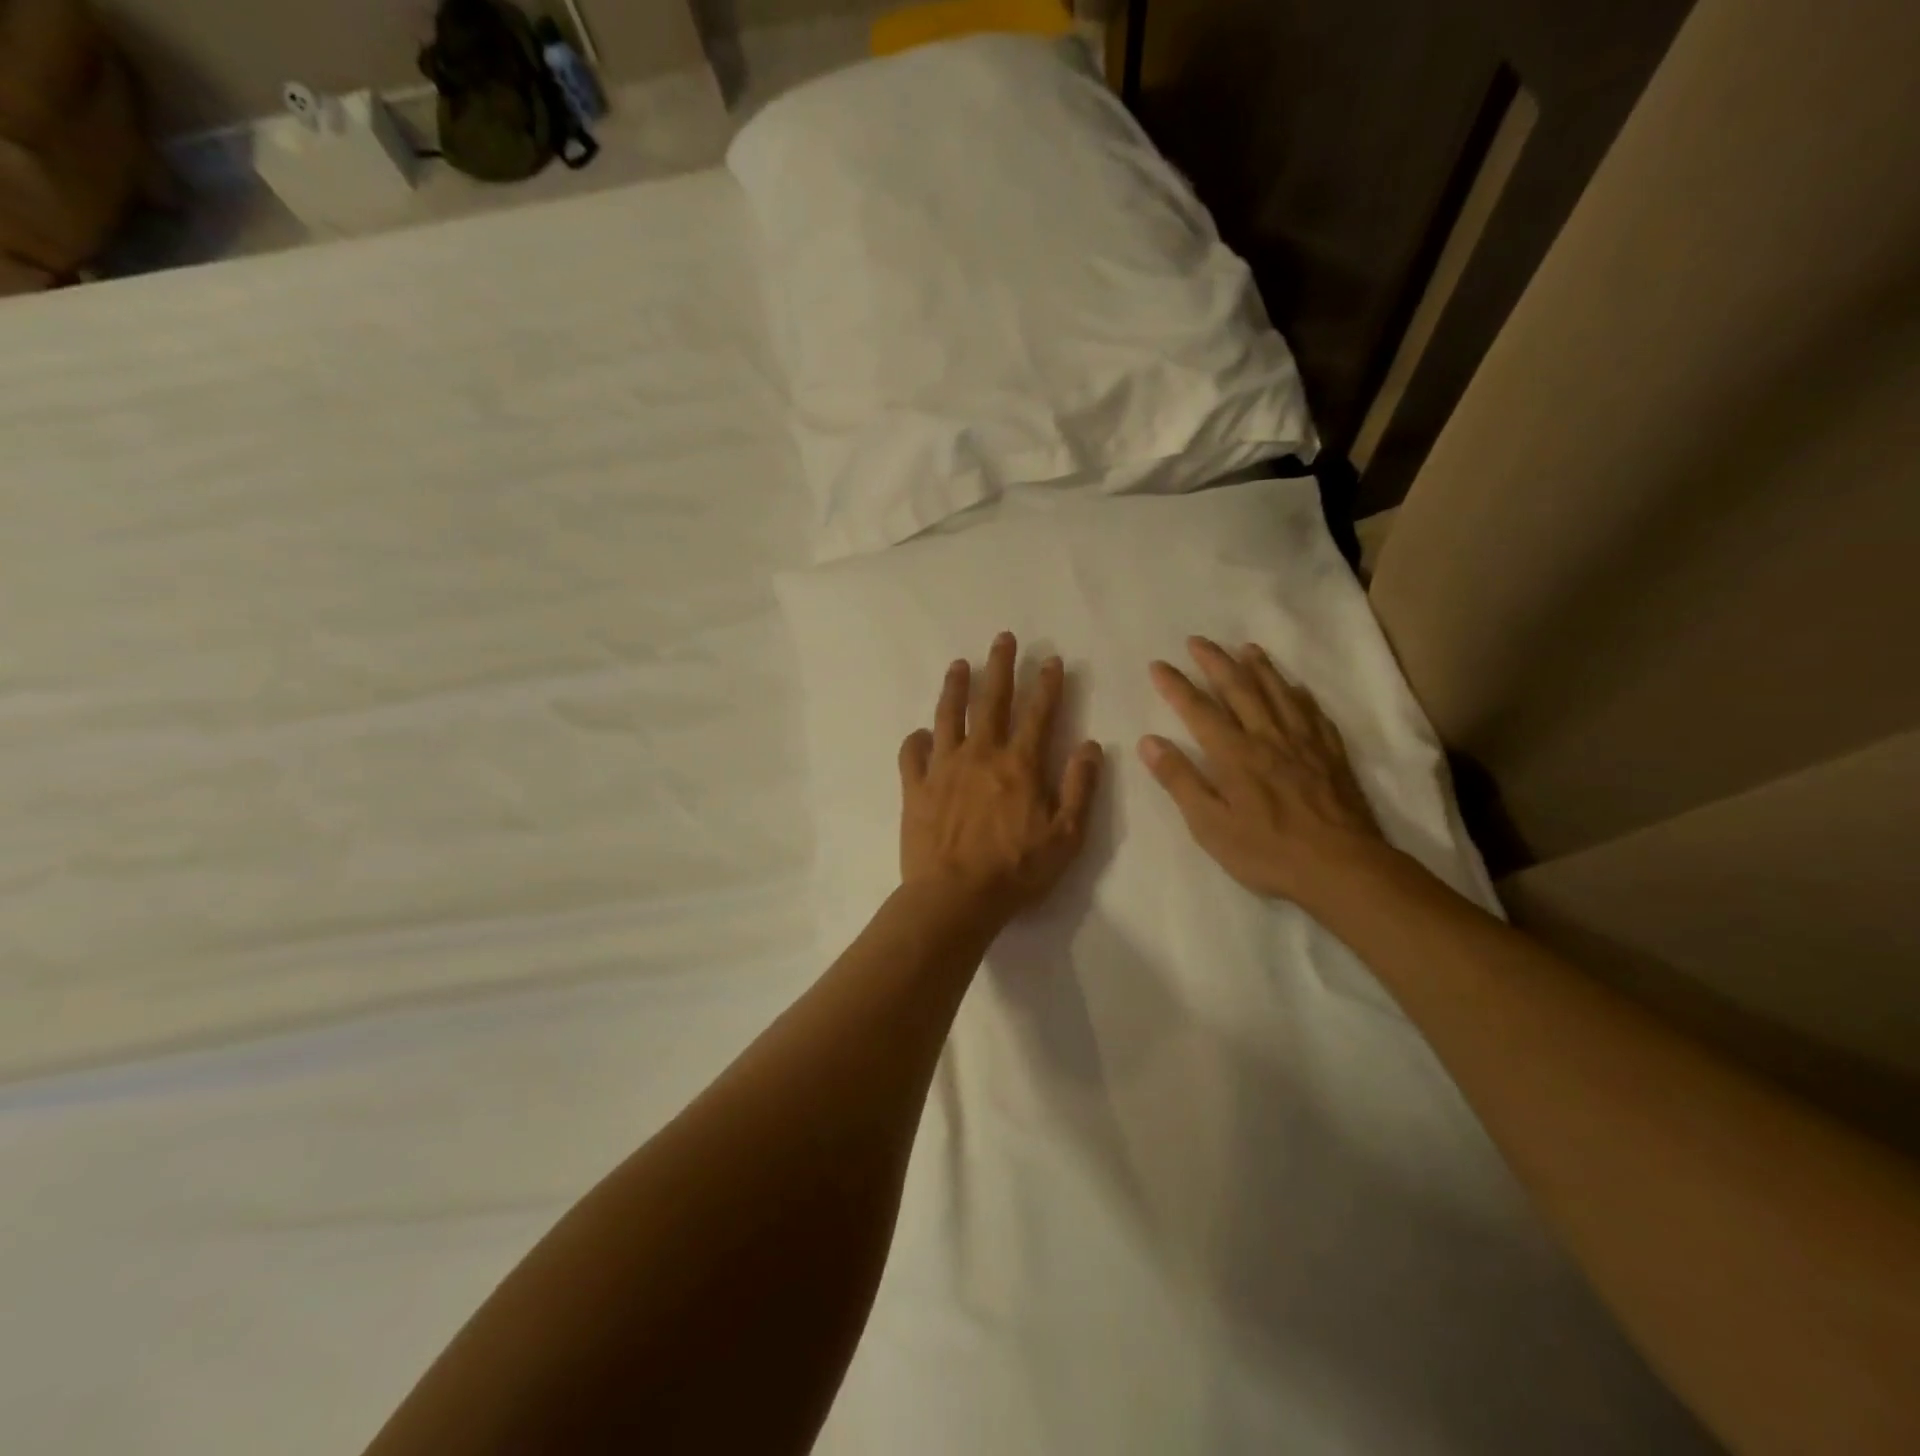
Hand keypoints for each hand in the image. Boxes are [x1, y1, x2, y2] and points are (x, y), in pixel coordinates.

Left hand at [900, 632, 1102, 925]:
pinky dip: (916, 740)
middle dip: (1001, 666)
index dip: (1047, 684)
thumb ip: (1080, 788)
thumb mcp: (1066, 837)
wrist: (955, 898)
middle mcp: (980, 755)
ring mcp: (943, 769)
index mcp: (1019, 765)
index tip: (1051, 659)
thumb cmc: (1016, 871)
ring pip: (948, 716)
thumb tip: (1090, 745)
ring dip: (955, 687)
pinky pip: (911, 755)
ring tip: (959, 664)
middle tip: (1003, 638)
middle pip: (992, 701)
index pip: (1038, 713)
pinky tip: (920, 733)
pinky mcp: (914, 788)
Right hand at [1139, 637, 1386, 910]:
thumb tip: (1149, 741)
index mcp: (1234, 754)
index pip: (1198, 709)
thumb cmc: (1267, 851)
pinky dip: (1300, 695)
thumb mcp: (1210, 824)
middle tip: (1198, 640)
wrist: (1342, 867)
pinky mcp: (1331, 755)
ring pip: (1279, 693)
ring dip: (1260, 667)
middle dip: (1215, 662)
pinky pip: (1314, 714)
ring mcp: (1304, 743)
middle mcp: (1268, 737)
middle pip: (1239, 688)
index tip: (1158, 664)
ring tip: (1246, 648)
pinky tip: (1297, 688)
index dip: (1176, 685)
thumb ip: (1180, 780)